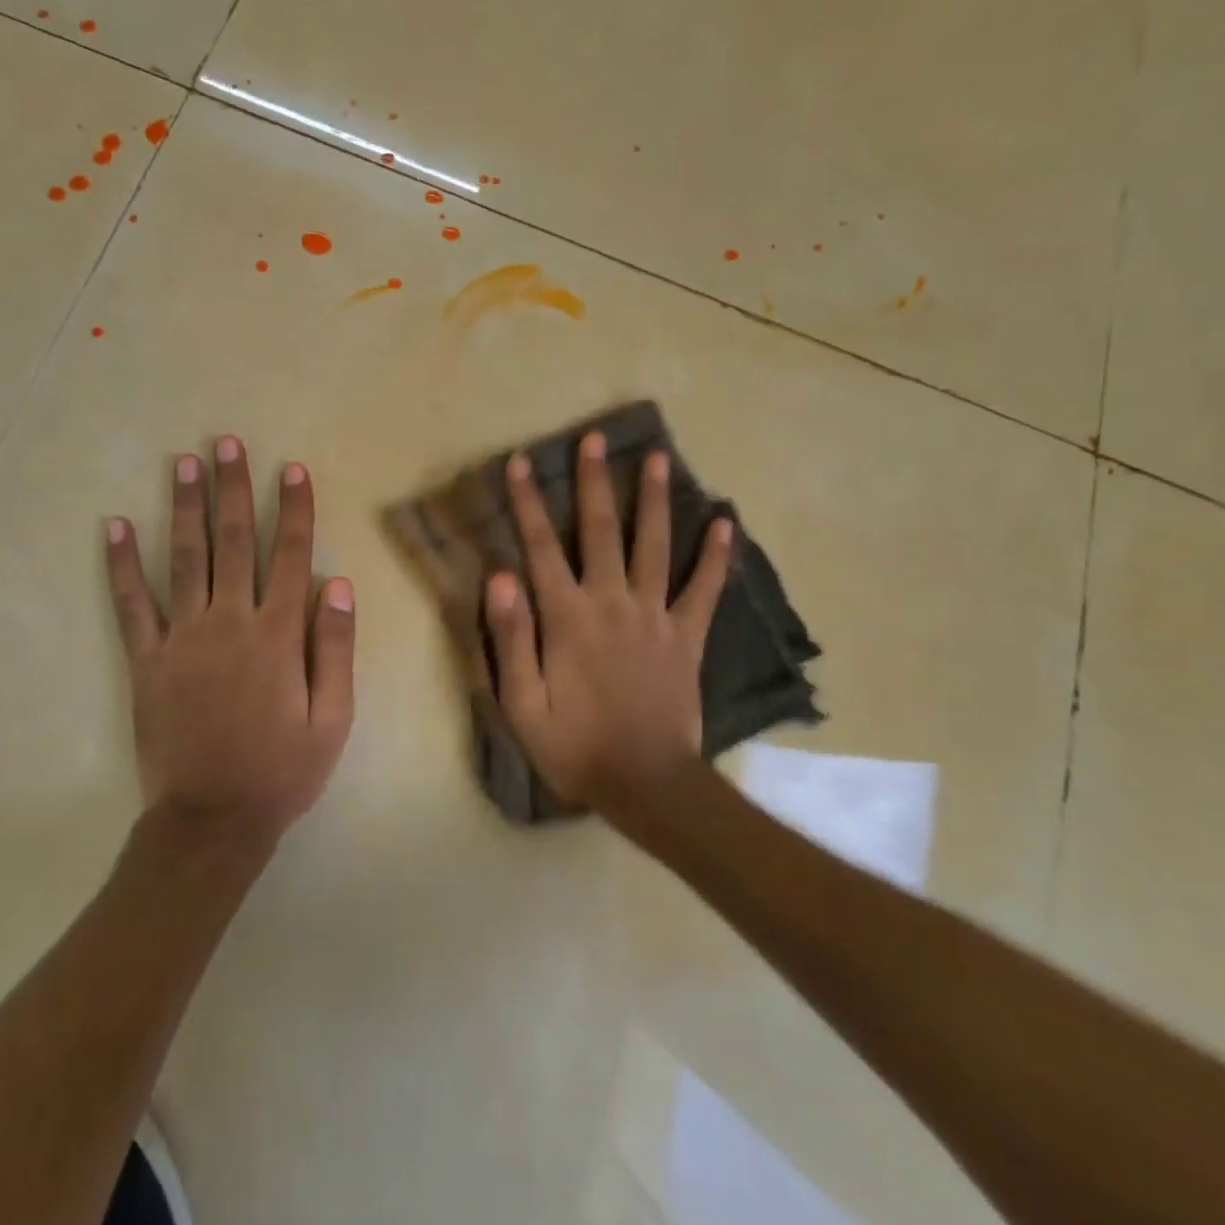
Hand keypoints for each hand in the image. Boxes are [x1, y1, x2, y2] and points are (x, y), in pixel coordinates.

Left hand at [105, 436, 354, 844]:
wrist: (212, 821)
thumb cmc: (282, 771)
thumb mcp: (333, 719)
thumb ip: (336, 649)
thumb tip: (339, 584)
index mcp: (278, 635)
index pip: (290, 556)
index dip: (294, 510)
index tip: (292, 469)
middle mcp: (229, 623)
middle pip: (234, 542)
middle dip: (233, 488)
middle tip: (227, 443)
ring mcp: (182, 638)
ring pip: (185, 558)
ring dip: (184, 506)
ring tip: (184, 462)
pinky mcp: (146, 660)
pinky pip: (132, 604)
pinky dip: (122, 564)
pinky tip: (115, 526)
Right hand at [484, 433, 732, 815]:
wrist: (646, 785)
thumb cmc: (574, 746)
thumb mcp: (521, 704)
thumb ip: (510, 637)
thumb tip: (499, 576)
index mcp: (567, 618)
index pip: (540, 548)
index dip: (528, 503)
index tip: (521, 463)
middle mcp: (612, 603)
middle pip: (600, 532)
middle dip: (594, 483)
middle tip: (595, 440)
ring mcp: (655, 616)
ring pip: (654, 546)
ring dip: (653, 500)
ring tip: (657, 458)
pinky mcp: (687, 636)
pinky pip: (704, 589)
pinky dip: (716, 555)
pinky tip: (725, 522)